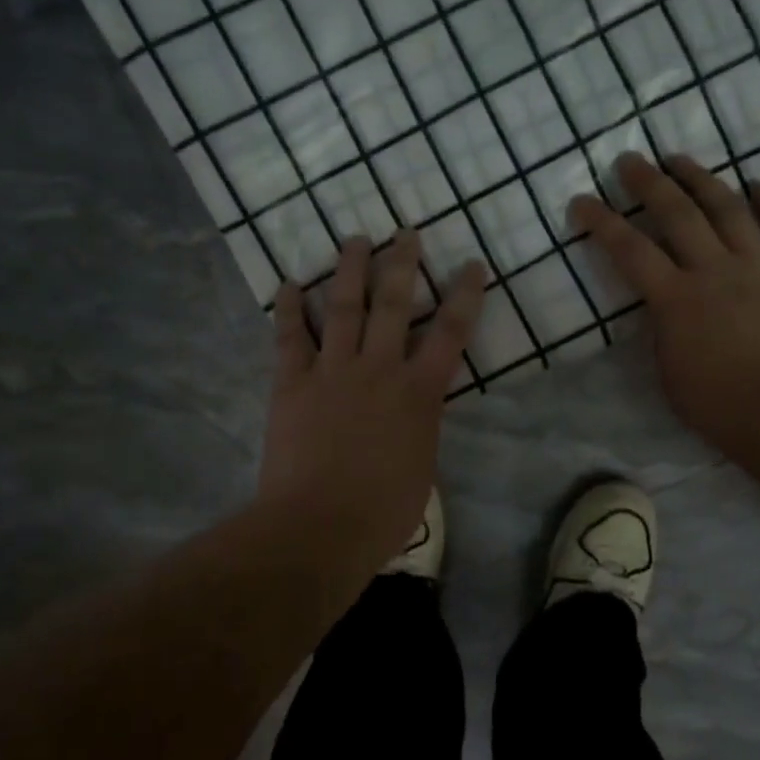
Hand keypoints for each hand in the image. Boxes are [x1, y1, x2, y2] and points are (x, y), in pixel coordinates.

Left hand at [256, 229, 486, 572]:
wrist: (319, 527)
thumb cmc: (382, 512)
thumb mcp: (422, 469)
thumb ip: (420, 429)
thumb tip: (414, 416)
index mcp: (419, 393)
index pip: (451, 333)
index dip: (465, 295)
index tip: (472, 265)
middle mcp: (379, 369)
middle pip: (394, 304)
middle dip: (402, 264)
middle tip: (405, 232)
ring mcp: (333, 371)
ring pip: (344, 307)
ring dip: (349, 270)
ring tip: (355, 240)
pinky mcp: (292, 383)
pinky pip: (290, 337)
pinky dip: (289, 309)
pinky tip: (288, 284)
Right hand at [571, 153, 759, 463]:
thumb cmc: (725, 409)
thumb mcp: (671, 375)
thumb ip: (664, 333)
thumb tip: (665, 310)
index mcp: (676, 300)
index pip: (629, 250)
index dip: (602, 222)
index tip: (581, 201)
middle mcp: (715, 270)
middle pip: (678, 214)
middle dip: (649, 183)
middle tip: (630, 160)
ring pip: (729, 209)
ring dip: (702, 180)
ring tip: (680, 160)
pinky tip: (758, 185)